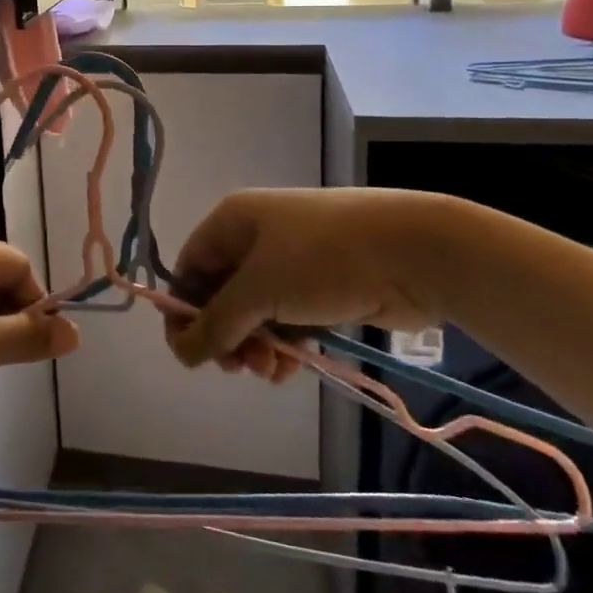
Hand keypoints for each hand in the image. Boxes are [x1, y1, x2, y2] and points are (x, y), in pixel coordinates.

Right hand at [165, 188, 448, 381]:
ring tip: (271, 371)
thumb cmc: (322, 259)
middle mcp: (257, 238)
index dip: (183, 310)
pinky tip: (292, 368)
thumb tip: (181, 353)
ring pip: (256, 313)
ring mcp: (292, 262)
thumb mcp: (259, 289)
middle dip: (226, 335)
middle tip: (239, 367)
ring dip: (256, 346)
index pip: (190, 267)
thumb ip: (216, 324)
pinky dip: (285, 345)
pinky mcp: (321, 287)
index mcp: (233, 221)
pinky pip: (287, 320)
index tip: (191, 353)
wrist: (411, 251)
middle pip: (221, 294)